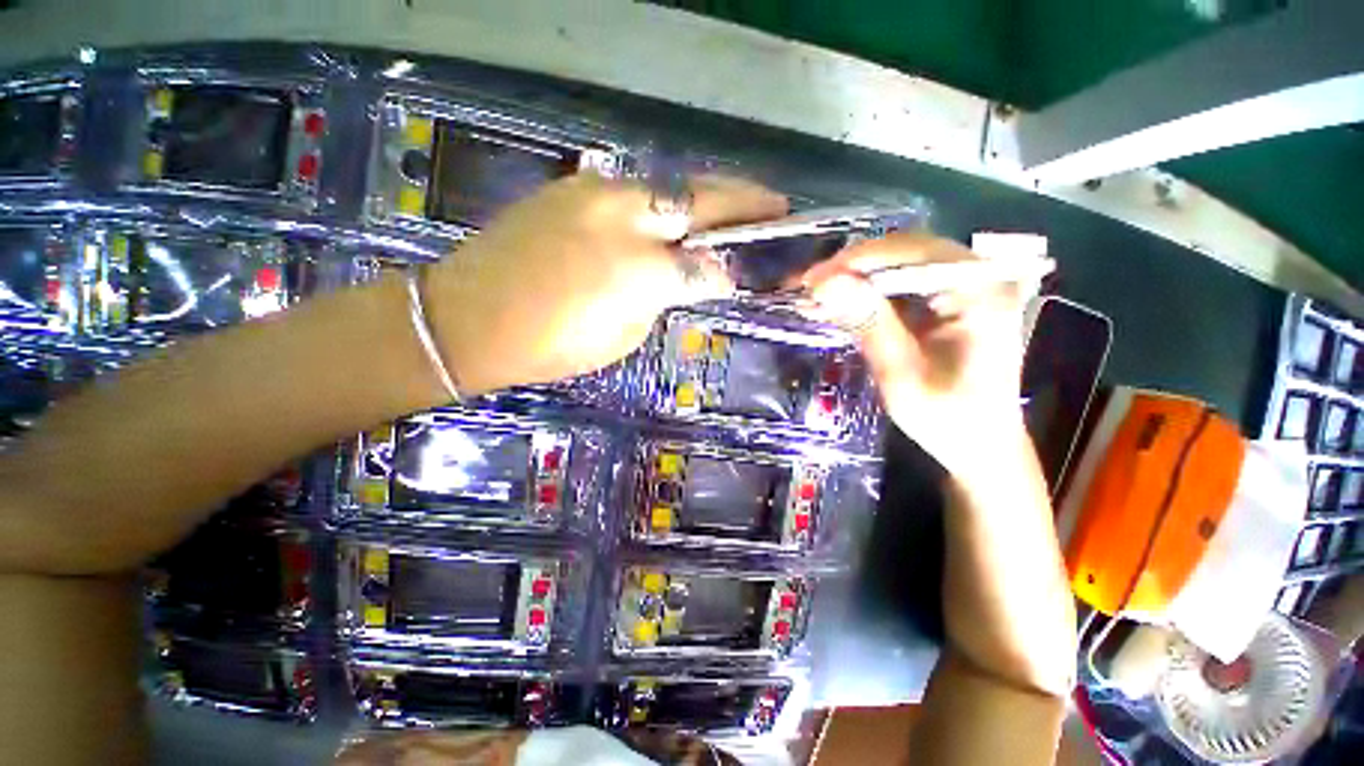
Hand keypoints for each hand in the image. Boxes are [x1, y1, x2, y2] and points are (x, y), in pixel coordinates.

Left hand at [423, 174, 787, 394]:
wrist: (470, 315)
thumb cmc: (552, 344)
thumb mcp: (622, 334)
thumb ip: (662, 298)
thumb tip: (691, 278)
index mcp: (642, 271)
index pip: (707, 265)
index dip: (730, 271)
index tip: (748, 272)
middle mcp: (628, 220)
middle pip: (702, 200)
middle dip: (745, 201)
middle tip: (776, 205)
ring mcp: (598, 193)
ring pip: (670, 187)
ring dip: (706, 196)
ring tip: (730, 207)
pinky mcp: (574, 187)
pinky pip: (634, 190)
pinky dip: (662, 202)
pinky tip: (670, 216)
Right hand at [801, 233, 1032, 475]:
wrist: (980, 447)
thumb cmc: (948, 420)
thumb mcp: (902, 375)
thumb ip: (869, 323)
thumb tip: (825, 282)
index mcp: (980, 292)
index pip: (912, 251)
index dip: (858, 260)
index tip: (813, 280)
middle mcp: (975, 279)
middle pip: (902, 253)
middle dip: (849, 269)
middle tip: (805, 289)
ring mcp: (960, 290)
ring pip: (895, 268)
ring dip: (852, 283)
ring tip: (810, 299)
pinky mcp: (944, 304)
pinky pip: (897, 288)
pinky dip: (863, 298)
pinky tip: (833, 309)